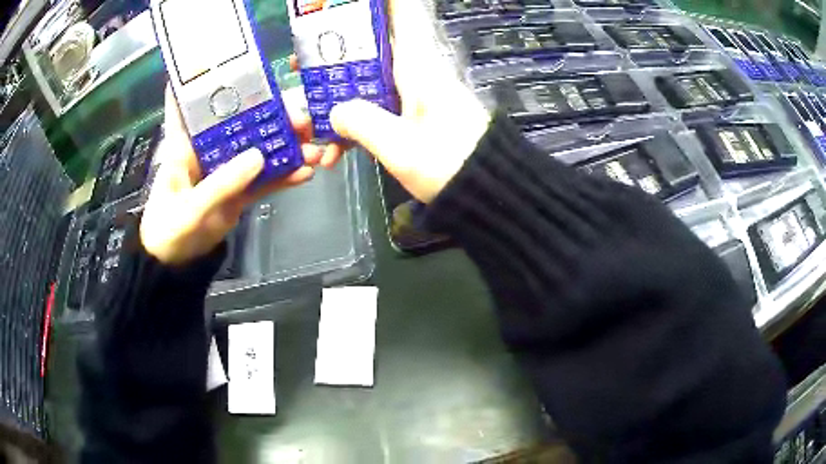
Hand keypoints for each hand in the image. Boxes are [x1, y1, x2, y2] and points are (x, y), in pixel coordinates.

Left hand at [140, 87, 322, 265]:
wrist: (177, 265)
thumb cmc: (168, 232)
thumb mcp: (189, 209)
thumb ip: (220, 184)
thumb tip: (260, 156)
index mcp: (185, 145)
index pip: (190, 104)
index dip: (203, 80)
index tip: (229, 62)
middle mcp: (208, 149)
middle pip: (241, 123)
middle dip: (270, 115)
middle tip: (301, 115)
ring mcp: (226, 170)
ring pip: (258, 149)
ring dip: (285, 146)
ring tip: (313, 146)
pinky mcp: (238, 190)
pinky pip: (264, 179)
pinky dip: (284, 175)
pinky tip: (305, 172)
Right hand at [322, 0, 490, 202]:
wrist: (487, 191)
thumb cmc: (448, 164)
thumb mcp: (399, 147)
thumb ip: (361, 123)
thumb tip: (335, 112)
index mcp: (416, 66)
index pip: (401, 15)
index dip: (376, 5)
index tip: (346, 5)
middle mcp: (416, 73)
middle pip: (370, 49)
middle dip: (333, 55)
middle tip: (299, 64)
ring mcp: (415, 95)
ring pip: (368, 82)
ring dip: (338, 98)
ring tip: (307, 116)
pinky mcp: (415, 116)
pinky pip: (379, 109)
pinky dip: (358, 125)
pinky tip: (337, 153)